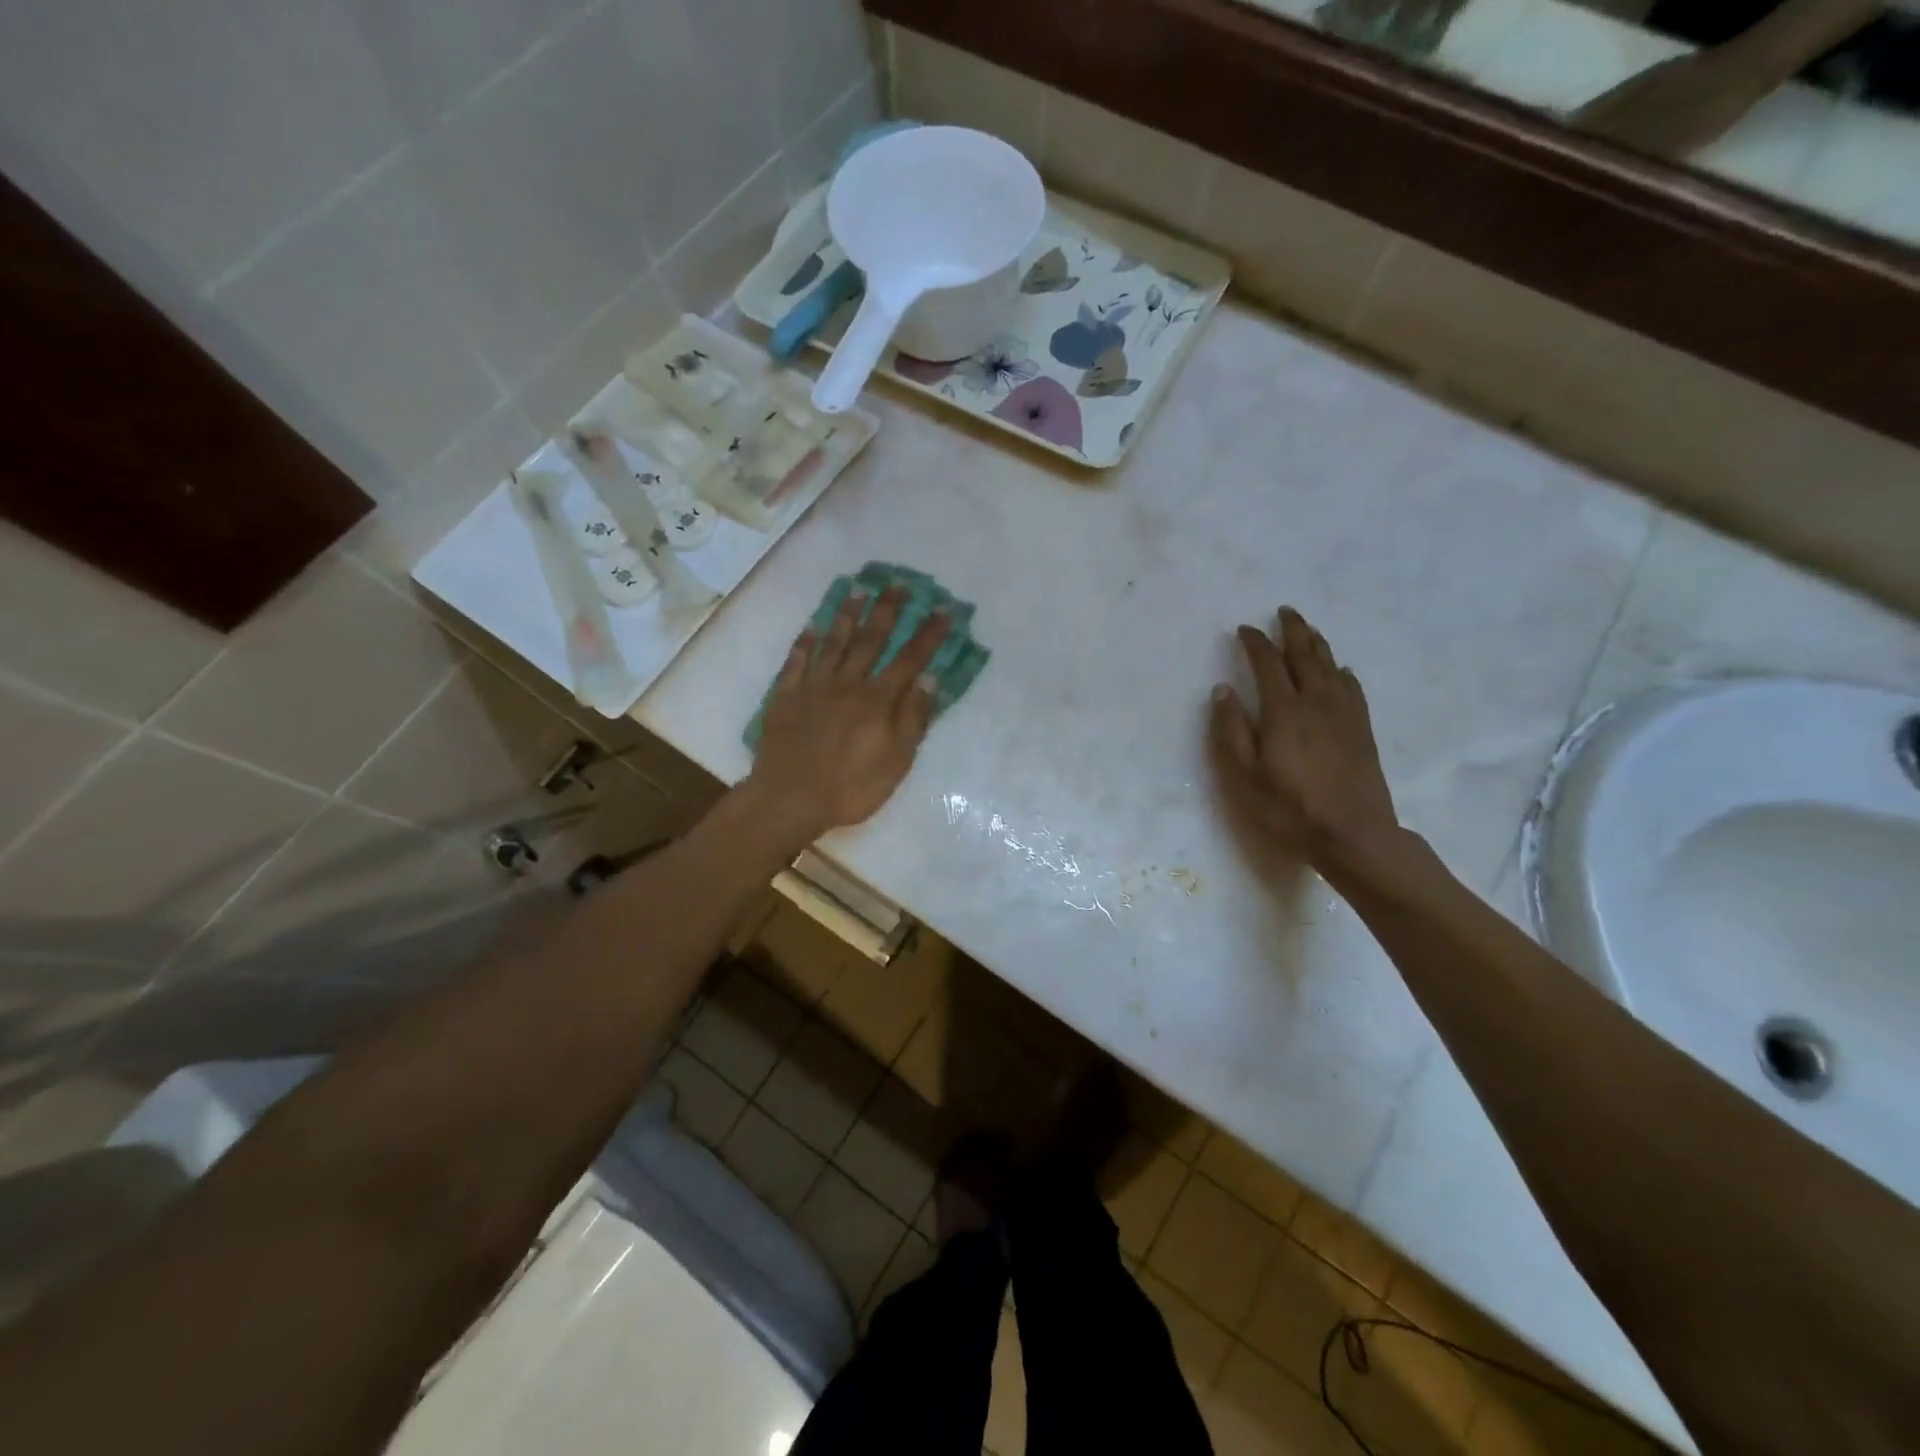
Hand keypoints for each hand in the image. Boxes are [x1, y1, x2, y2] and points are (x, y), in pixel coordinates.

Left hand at [748, 585, 949, 837]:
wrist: (789, 799)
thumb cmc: (851, 788)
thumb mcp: (896, 761)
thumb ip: (913, 718)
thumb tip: (929, 677)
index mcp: (877, 700)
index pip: (909, 659)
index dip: (928, 634)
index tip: (942, 609)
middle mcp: (847, 683)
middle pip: (871, 640)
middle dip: (887, 611)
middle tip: (898, 583)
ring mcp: (813, 686)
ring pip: (833, 642)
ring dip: (847, 615)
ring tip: (858, 590)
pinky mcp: (786, 696)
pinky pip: (796, 661)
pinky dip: (805, 642)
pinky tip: (811, 626)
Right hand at [1210, 607, 1401, 873]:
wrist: (1353, 834)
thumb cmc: (1289, 808)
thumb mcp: (1245, 774)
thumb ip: (1231, 729)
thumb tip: (1223, 689)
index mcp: (1283, 710)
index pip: (1267, 663)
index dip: (1255, 643)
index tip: (1244, 629)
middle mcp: (1316, 702)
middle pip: (1305, 655)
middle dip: (1292, 630)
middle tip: (1283, 612)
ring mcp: (1344, 714)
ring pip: (1331, 666)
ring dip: (1317, 643)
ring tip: (1307, 629)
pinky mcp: (1362, 729)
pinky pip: (1353, 688)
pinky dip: (1342, 672)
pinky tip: (1340, 670)